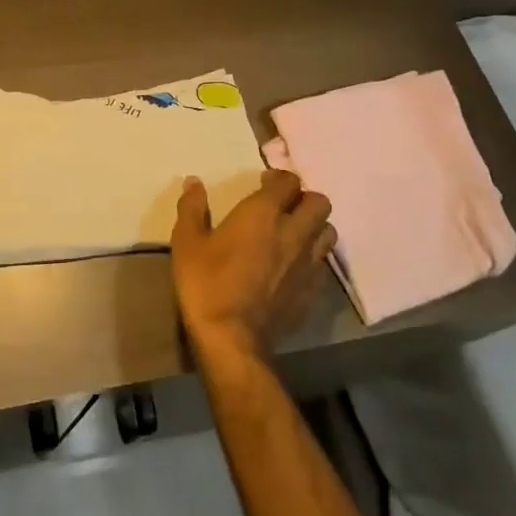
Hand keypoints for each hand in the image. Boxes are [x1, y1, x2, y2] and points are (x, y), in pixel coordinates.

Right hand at [171, 170, 335, 361]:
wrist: (231, 338)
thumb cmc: (206, 282)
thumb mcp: (187, 241)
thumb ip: (192, 208)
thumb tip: (193, 182)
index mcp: (263, 214)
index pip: (288, 181)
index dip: (278, 178)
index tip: (263, 183)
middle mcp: (293, 232)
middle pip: (319, 202)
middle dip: (303, 199)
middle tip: (282, 207)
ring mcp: (308, 263)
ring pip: (328, 232)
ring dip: (314, 227)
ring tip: (293, 234)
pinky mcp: (313, 291)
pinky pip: (323, 263)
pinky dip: (313, 257)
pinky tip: (293, 266)